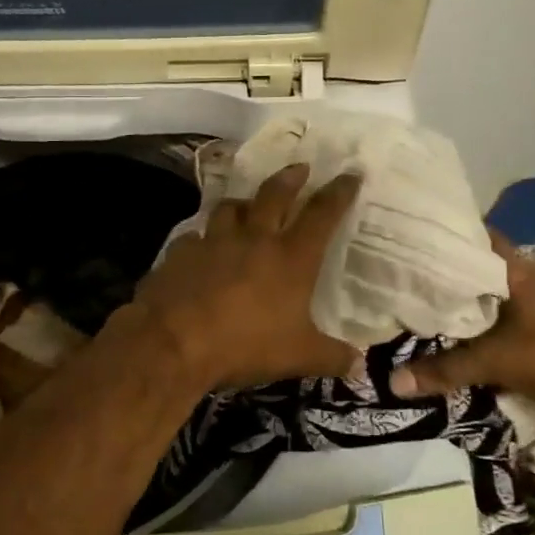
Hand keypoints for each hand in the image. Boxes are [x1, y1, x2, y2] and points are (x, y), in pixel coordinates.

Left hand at [132, 163, 362, 391]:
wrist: (174, 341)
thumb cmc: (246, 344)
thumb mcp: (298, 357)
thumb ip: (331, 357)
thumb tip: (359, 366)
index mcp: (291, 257)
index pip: (322, 214)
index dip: (339, 192)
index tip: (350, 174)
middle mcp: (254, 239)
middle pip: (274, 195)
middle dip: (290, 178)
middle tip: (299, 168)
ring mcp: (214, 241)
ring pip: (230, 208)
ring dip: (242, 203)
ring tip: (246, 205)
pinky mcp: (181, 252)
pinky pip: (194, 236)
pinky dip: (201, 239)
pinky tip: (200, 248)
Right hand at [391, 232, 534, 415]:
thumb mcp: (496, 362)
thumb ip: (446, 369)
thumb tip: (393, 382)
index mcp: (515, 268)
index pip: (473, 236)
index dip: (443, 234)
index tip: (410, 238)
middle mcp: (528, 274)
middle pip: (479, 264)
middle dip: (448, 269)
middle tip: (407, 274)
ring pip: (492, 290)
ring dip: (467, 297)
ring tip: (426, 301)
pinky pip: (504, 313)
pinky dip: (484, 319)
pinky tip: (459, 330)